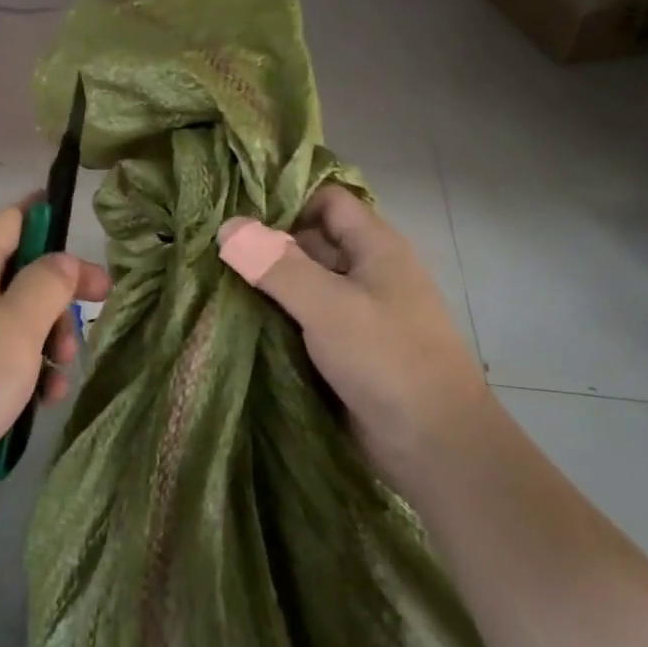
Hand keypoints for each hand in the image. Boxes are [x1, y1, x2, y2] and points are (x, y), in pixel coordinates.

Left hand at [0, 203, 110, 522]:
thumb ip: (48, 283)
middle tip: (90, 323)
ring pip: (12, 320)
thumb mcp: (18, 326)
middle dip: (58, 300)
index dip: (56, 228)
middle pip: (20, 273)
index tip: (91, 258)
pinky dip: (22, 372)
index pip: (15, 218)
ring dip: (45, 343)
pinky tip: (41, 402)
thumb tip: (63, 259)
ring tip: (61, 378)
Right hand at [219, 185, 485, 490]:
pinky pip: (304, 319)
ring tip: (210, 279)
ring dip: (266, 284)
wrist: (437, 448)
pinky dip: (275, 316)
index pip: (327, 200)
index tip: (236, 209)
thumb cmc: (388, 360)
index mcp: (375, 247)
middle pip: (310, 241)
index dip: (286, 198)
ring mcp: (357, 312)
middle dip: (265, 243)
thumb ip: (276, 265)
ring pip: (303, 283)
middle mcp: (367, 272)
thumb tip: (227, 226)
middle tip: (210, 246)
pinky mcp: (345, 349)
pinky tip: (236, 319)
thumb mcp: (328, 306)